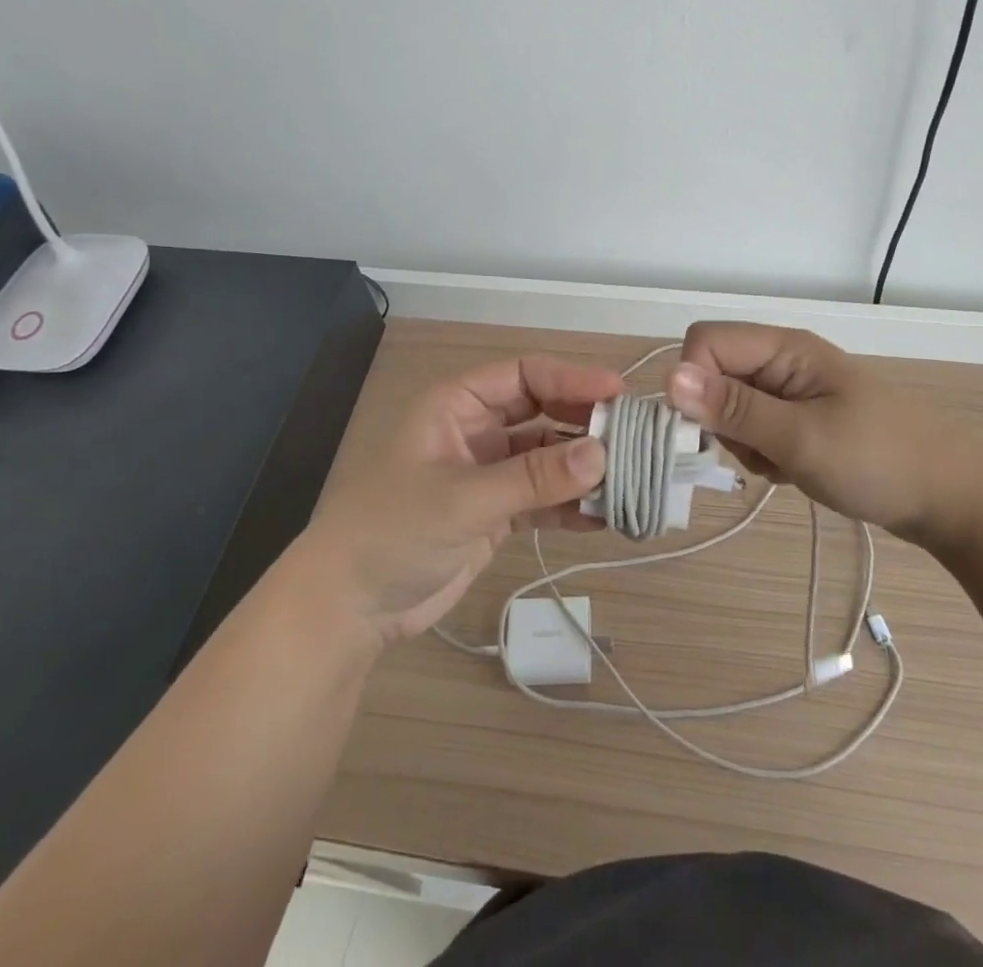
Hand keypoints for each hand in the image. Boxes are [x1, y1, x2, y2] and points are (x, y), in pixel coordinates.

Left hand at [297, 356, 621, 644]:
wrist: (348, 607)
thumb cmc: (392, 531)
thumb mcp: (464, 499)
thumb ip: (534, 478)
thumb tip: (602, 454)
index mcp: (458, 404)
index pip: (525, 375)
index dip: (572, 378)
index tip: (618, 393)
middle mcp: (477, 430)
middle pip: (543, 412)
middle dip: (585, 424)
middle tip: (634, 440)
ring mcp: (487, 472)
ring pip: (547, 457)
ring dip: (584, 468)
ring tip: (630, 481)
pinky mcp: (494, 512)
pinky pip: (542, 497)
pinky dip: (570, 504)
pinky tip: (603, 517)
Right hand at [664, 322, 982, 552]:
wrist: (951, 497)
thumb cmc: (880, 461)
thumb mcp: (802, 438)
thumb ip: (735, 409)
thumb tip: (668, 379)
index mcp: (783, 347)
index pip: (705, 341)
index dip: (694, 381)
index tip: (713, 428)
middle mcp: (781, 359)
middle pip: (713, 374)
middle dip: (722, 418)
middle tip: (761, 450)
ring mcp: (790, 389)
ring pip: (729, 406)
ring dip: (743, 441)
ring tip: (784, 463)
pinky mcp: (797, 417)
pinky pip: (753, 428)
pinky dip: (761, 453)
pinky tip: (793, 469)